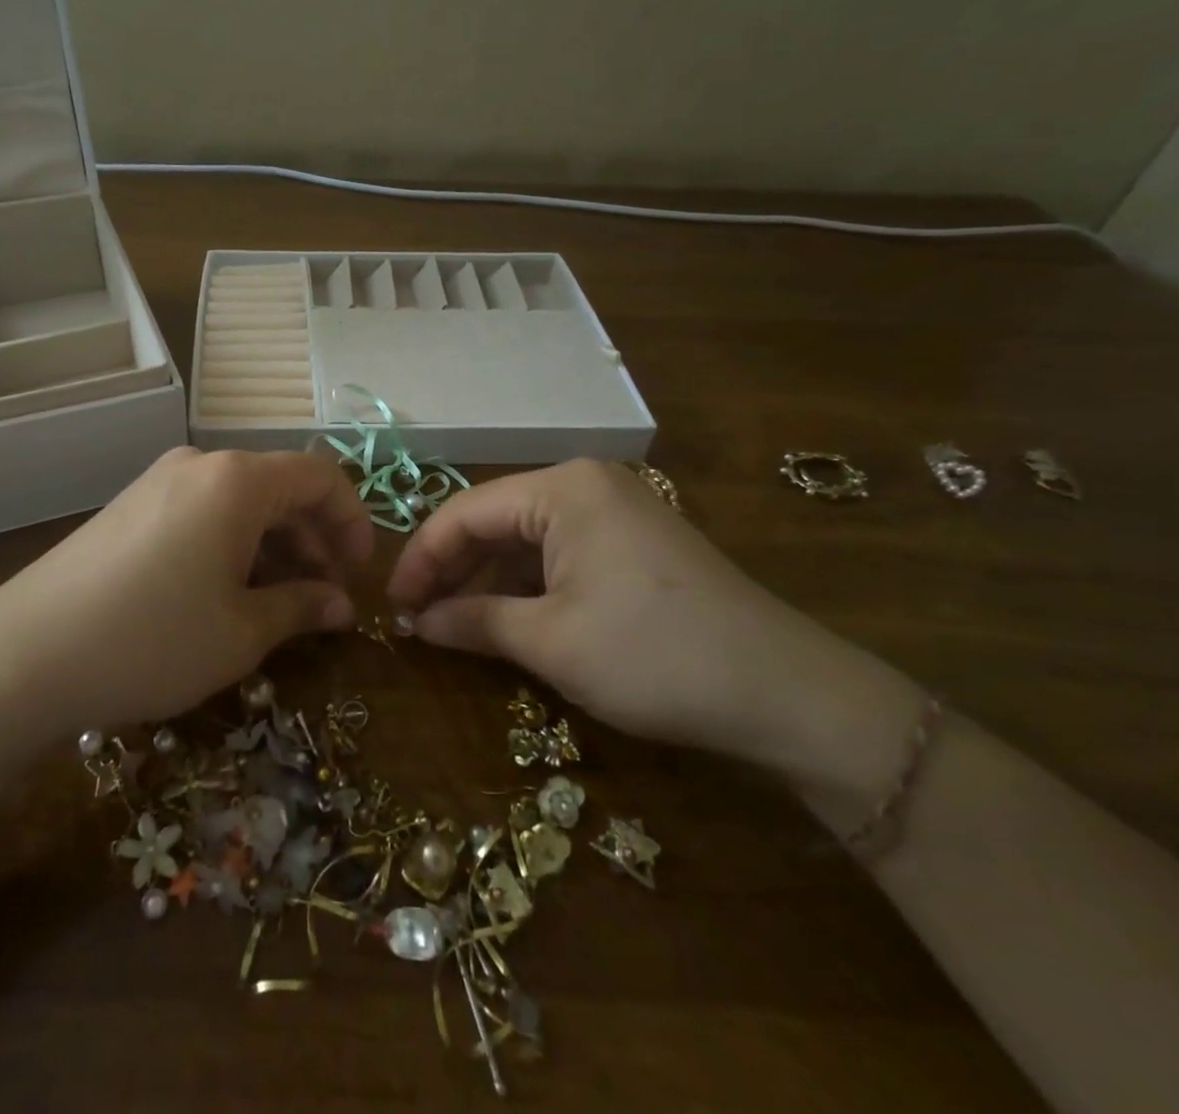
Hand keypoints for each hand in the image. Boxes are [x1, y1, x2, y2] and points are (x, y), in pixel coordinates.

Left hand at [0, 448, 373, 738]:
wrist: (26, 654)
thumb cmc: (153, 639)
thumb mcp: (242, 632)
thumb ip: (303, 607)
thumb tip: (342, 605)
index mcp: (237, 480)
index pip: (320, 476)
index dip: (352, 521)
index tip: (360, 572)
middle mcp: (200, 464)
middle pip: (280, 487)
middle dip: (313, 540)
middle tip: (326, 600)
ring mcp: (160, 481)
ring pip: (241, 502)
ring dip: (273, 546)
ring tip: (282, 604)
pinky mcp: (133, 506)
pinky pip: (204, 512)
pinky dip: (233, 545)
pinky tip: (229, 593)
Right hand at [385, 459, 913, 774]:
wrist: (786, 693)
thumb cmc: (653, 656)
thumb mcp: (551, 642)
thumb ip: (473, 622)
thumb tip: (416, 624)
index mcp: (562, 488)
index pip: (464, 512)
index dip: (421, 559)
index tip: (391, 605)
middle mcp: (584, 484)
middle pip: (493, 521)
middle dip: (451, 570)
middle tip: (416, 620)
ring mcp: (612, 510)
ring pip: (524, 539)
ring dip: (485, 581)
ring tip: (450, 626)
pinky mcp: (631, 542)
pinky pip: (557, 553)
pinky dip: (525, 586)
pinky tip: (503, 620)